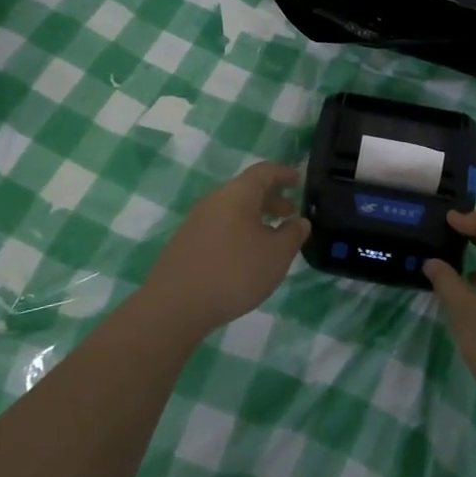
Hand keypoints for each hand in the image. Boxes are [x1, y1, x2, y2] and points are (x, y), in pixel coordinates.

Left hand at [140, 163, 310, 337]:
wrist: (176, 305)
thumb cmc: (234, 272)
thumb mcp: (276, 255)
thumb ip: (293, 234)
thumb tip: (299, 221)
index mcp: (238, 194)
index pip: (264, 171)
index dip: (284, 173)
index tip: (299, 180)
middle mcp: (215, 200)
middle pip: (246, 190)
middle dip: (271, 198)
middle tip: (290, 212)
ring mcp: (196, 221)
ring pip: (232, 210)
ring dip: (254, 217)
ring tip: (270, 237)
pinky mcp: (186, 242)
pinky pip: (219, 226)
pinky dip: (238, 231)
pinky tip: (244, 256)